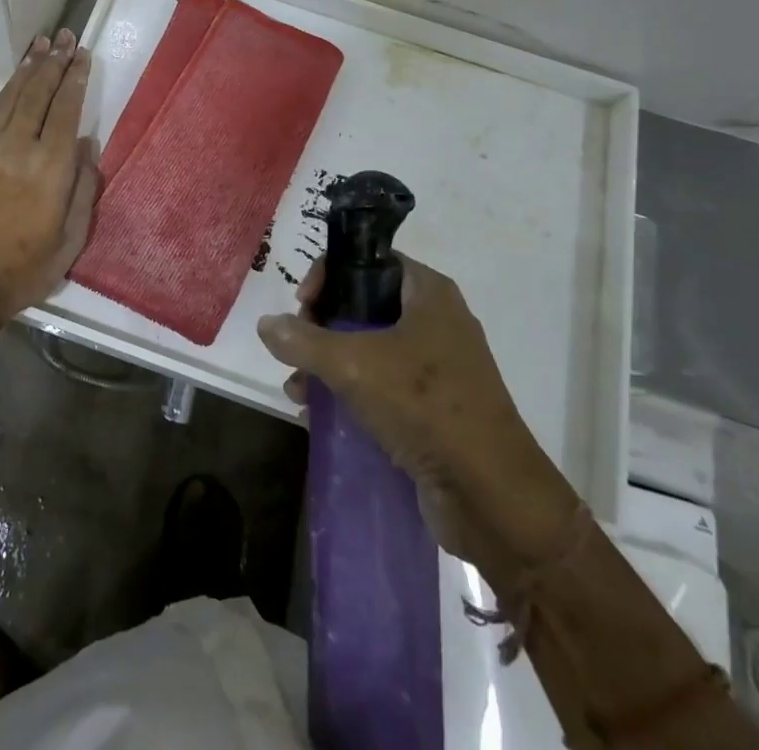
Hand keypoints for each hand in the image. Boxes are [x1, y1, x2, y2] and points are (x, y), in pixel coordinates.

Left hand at [0, 30, 100, 321]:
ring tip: (40, 44)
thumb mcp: (71, 237)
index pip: (65, 109)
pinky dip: (7, 91)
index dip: (74, 78)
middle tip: (64, 35)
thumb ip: (83, 187)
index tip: (81, 53)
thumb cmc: (26, 267)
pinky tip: (15, 81)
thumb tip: (87, 144)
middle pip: (38, 93)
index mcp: (50, 166)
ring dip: (28, 68)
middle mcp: (19, 146)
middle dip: (53, 61)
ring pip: (12, 96)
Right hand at [256, 256, 578, 568]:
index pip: (368, 260)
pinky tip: (317, 415)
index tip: (303, 305)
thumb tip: (266, 324)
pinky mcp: (433, 409)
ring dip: (327, 365)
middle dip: (321, 327)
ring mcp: (436, 367)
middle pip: (363, 306)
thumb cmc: (426, 407)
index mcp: (427, 293)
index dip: (329, 275)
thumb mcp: (355, 366)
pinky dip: (349, 394)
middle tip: (297, 349)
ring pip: (368, 349)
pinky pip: (381, 387)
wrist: (492, 496)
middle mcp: (434, 321)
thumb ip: (305, 342)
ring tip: (297, 390)